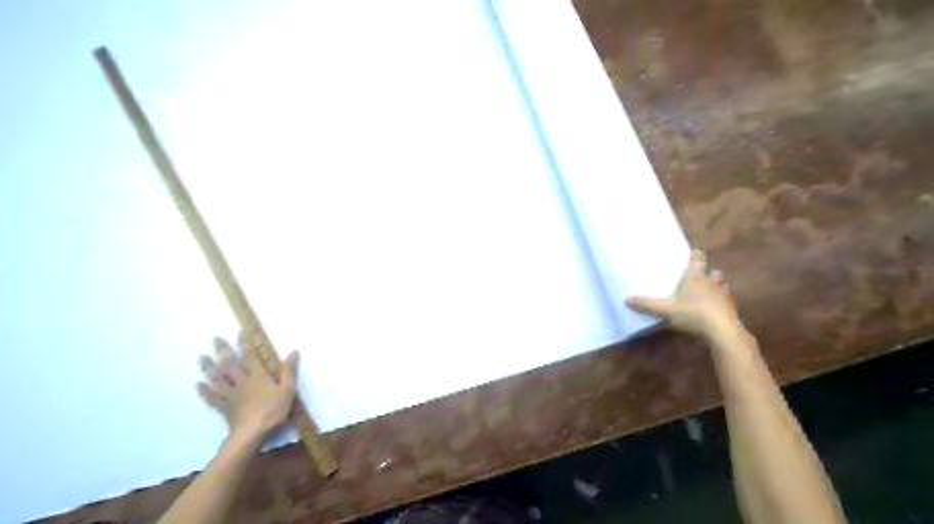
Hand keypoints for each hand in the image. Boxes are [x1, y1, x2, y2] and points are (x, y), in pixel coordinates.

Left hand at [197, 335, 299, 440]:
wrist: (252, 433)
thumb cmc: (273, 410)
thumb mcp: (288, 389)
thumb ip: (288, 371)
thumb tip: (293, 351)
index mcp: (258, 376)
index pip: (250, 356)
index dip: (245, 343)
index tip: (239, 332)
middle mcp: (242, 381)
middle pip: (230, 364)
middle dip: (222, 350)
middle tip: (214, 339)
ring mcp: (231, 395)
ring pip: (218, 378)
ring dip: (208, 367)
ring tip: (201, 357)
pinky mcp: (224, 408)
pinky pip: (212, 398)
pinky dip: (204, 391)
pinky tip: (197, 385)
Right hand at [628, 251, 744, 339]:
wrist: (722, 331)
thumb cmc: (693, 313)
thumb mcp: (665, 310)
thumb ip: (647, 304)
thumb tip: (626, 299)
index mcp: (695, 277)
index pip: (698, 259)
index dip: (695, 255)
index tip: (692, 254)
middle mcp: (711, 282)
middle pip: (713, 271)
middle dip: (708, 273)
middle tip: (698, 277)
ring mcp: (724, 295)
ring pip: (722, 285)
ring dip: (717, 287)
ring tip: (708, 293)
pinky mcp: (732, 309)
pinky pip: (727, 301)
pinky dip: (721, 303)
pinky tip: (714, 310)